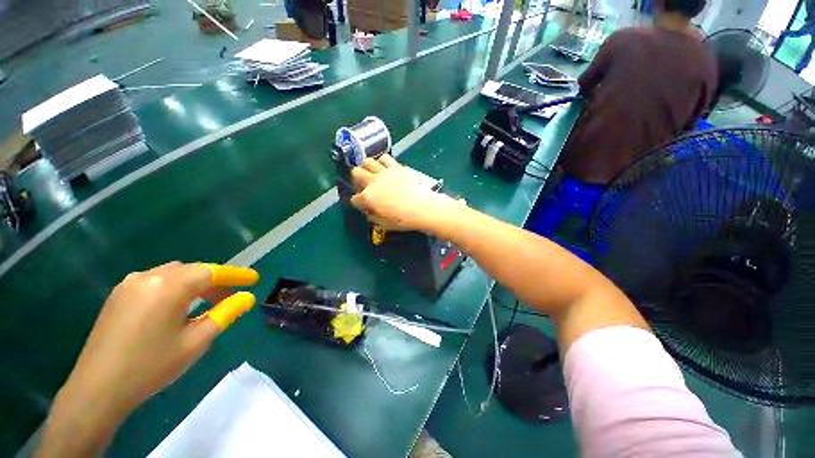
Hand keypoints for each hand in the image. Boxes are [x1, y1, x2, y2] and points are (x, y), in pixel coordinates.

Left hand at [38, 262, 256, 457]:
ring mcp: (130, 284)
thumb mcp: (196, 341)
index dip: (236, 275)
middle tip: (231, 297)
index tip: (254, 279)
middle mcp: (149, 277)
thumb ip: (225, 313)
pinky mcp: (118, 294)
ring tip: (205, 302)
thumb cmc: (151, 366)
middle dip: (215, 280)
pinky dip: (174, 287)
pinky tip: (177, 306)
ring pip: (174, 273)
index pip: (212, 272)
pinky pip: (156, 281)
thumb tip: (247, 297)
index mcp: (169, 287)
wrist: (97, 389)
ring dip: (195, 283)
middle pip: (193, 270)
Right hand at [350, 155, 461, 230]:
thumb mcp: (385, 224)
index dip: (358, 203)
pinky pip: (385, 158)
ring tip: (373, 174)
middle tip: (365, 186)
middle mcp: (373, 182)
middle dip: (357, 180)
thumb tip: (370, 212)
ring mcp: (385, 172)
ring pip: (367, 161)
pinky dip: (382, 162)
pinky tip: (386, 168)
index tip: (365, 206)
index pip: (355, 199)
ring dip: (367, 167)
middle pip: (355, 173)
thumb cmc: (404, 219)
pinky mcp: (397, 167)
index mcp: (368, 197)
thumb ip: (373, 217)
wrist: (424, 208)